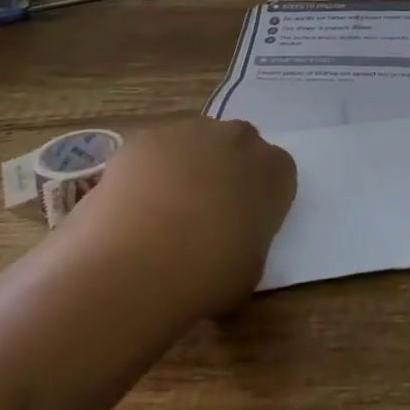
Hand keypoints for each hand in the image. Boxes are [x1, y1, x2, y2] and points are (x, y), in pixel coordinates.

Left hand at [87, 118, 297, 316]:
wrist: (136, 267)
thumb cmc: (205, 276)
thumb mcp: (250, 266)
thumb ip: (250, 234)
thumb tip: (233, 234)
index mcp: (272, 170)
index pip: (278, 170)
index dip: (260, 194)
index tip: (245, 220)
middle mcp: (237, 139)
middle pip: (237, 146)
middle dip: (225, 170)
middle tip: (205, 212)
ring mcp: (189, 132)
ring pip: (194, 143)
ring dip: (186, 166)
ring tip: (161, 211)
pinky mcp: (146, 138)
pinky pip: (153, 152)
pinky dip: (147, 172)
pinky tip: (132, 206)